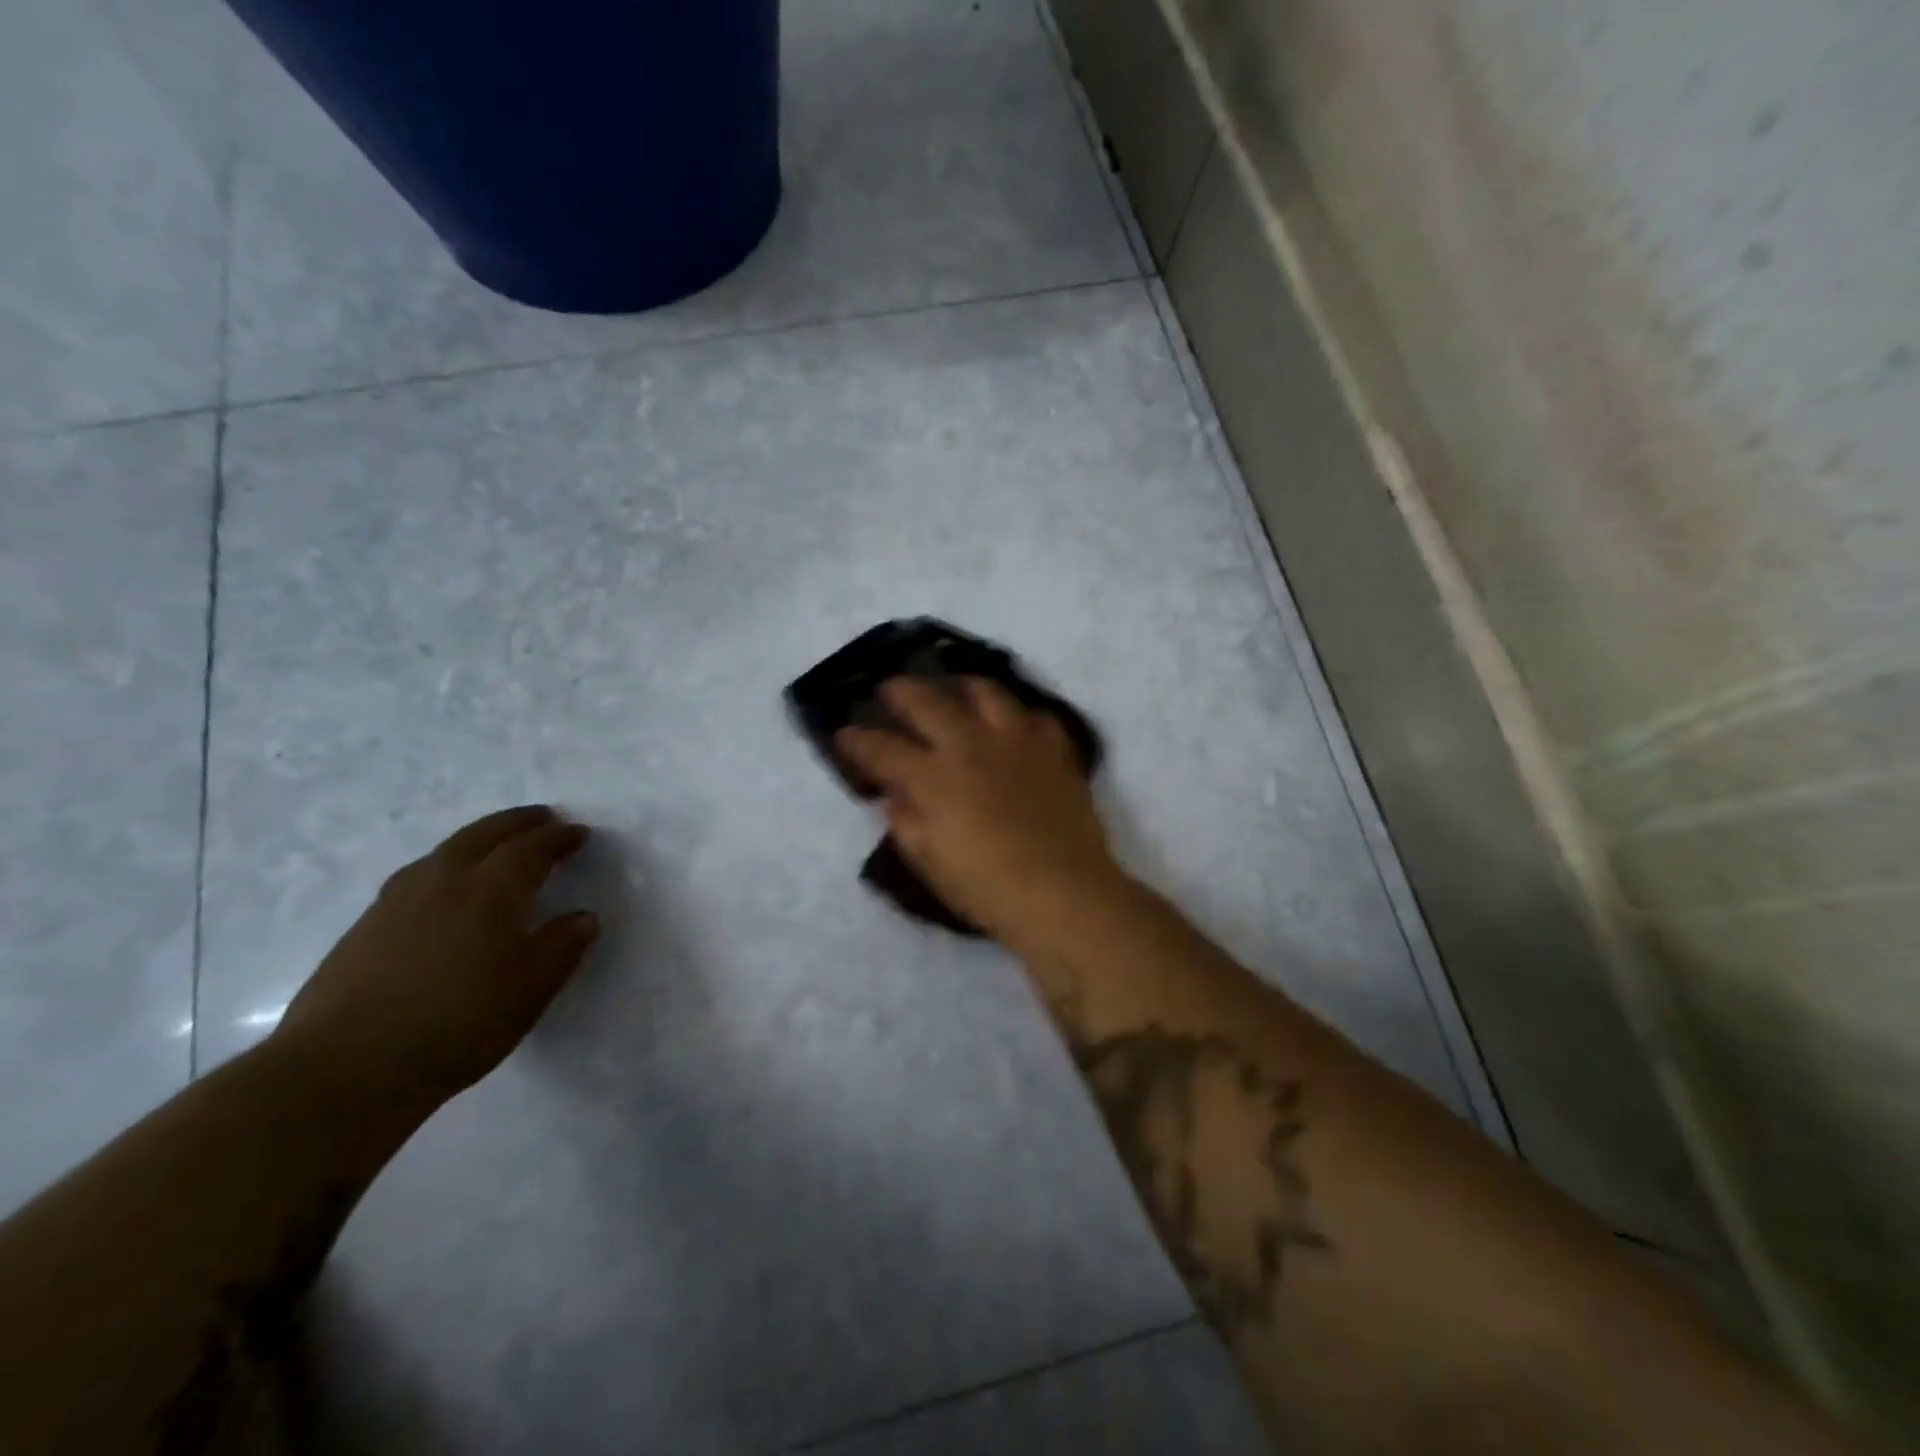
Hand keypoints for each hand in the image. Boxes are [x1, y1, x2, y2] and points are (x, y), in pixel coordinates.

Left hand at [273, 806, 599, 1102]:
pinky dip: (443, 864)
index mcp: (491, 891)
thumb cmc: (458, 1024)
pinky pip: (417, 875)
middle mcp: (444, 882)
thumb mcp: (531, 990)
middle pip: (484, 835)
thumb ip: (561, 947)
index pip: (531, 849)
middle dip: (518, 823)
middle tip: (542, 818)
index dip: (559, 838)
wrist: (345, 1069)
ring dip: (478, 838)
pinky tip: (441, 887)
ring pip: (444, 851)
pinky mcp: (364, 927)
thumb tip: (582, 918)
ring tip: (493, 844)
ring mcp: (397, 902)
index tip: (580, 834)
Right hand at [836, 678, 1127, 949]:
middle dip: (900, 691)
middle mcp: (971, 745)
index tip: (843, 734)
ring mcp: (1016, 740)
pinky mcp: (1053, 748)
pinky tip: (1010, 724)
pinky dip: (1015, 716)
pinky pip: (1033, 715)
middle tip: (889, 690)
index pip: (882, 747)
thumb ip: (905, 820)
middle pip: (927, 700)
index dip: (856, 739)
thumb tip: (895, 793)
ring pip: (984, 691)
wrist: (1065, 893)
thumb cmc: (988, 888)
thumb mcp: (929, 862)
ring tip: (951, 689)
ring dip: (959, 685)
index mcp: (933, 777)